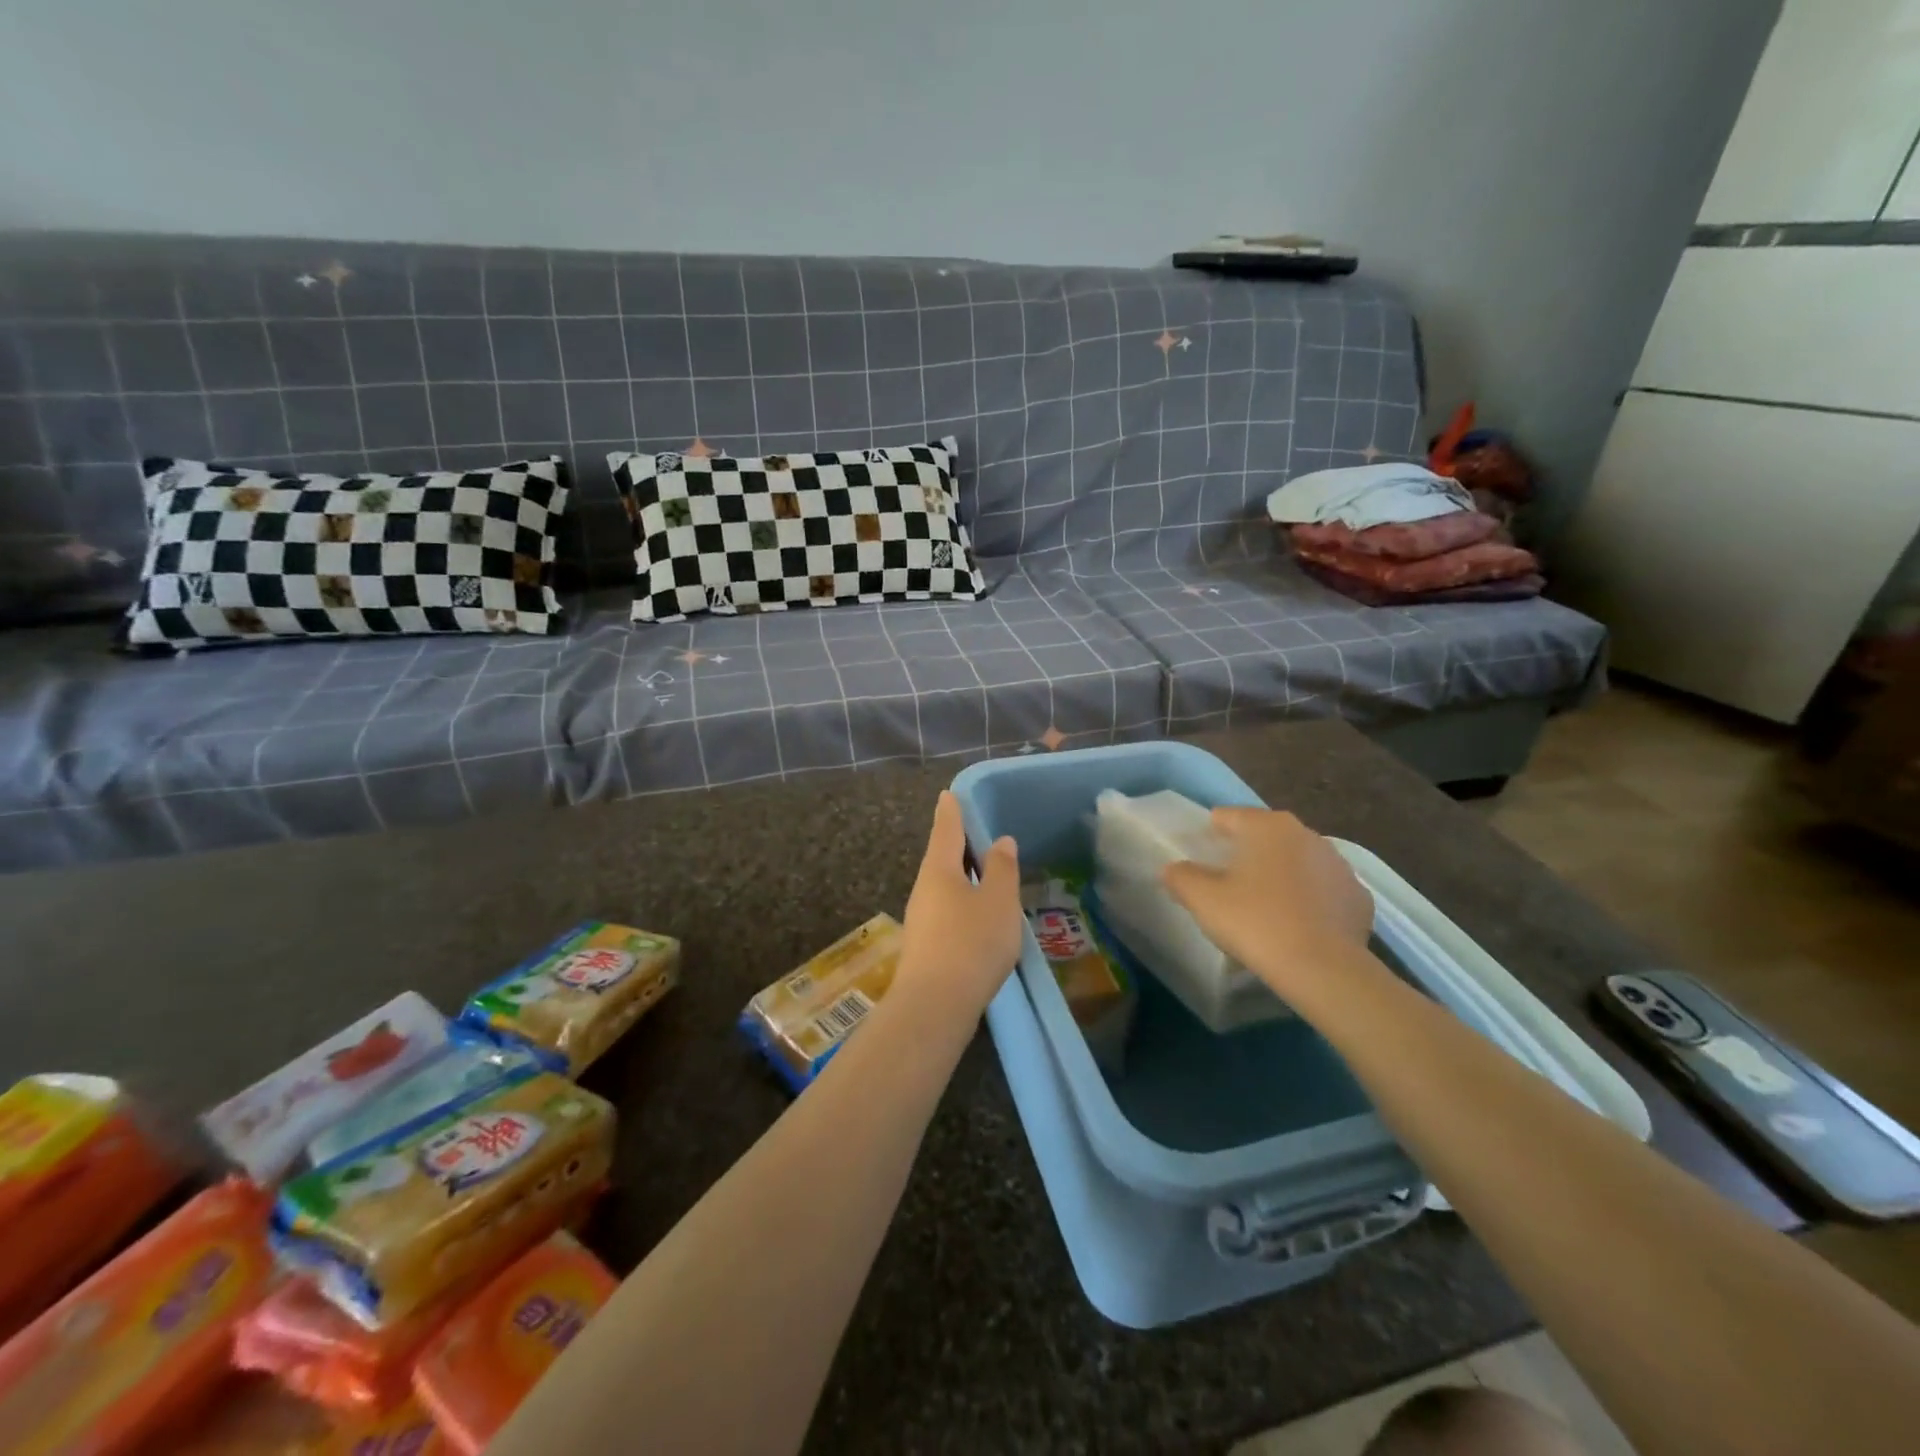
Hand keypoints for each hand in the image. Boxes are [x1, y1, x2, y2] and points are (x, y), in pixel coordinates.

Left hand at [899, 791, 1022, 1016]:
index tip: (948, 794)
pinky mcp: (925, 947)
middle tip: (976, 836)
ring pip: (943, 888)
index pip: (946, 830)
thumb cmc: (971, 942)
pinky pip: (945, 912)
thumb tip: (1000, 842)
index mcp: (939, 870)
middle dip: (958, 847)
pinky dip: (961, 905)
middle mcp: (923, 889)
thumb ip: (1002, 869)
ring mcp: (921, 920)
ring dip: (962, 879)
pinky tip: (977, 919)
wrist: (935, 1005)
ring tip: (984, 878)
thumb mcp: (998, 901)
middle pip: (941, 859)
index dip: (951, 811)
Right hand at [1161, 808, 1374, 1005]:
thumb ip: (1181, 877)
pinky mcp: (1359, 897)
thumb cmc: (1255, 922)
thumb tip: (1173, 869)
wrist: (1323, 970)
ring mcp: (1339, 865)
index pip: (1228, 817)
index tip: (1198, 858)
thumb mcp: (1202, 899)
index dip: (1209, 834)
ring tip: (1263, 909)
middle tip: (1227, 886)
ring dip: (1280, 877)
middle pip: (1265, 837)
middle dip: (1247, 855)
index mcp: (1267, 826)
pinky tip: (1297, 926)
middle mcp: (1307, 835)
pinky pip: (1323, 891)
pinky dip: (1309, 901)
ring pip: (1297, 863)